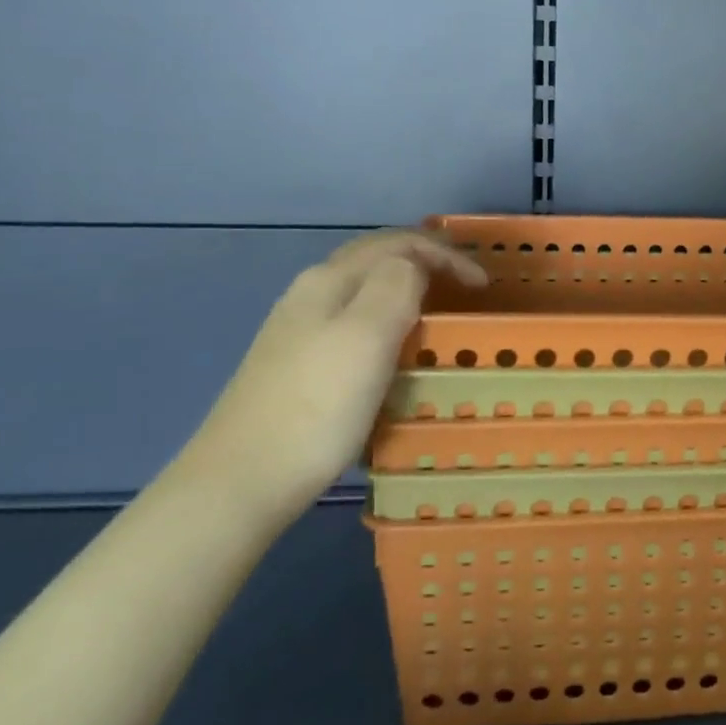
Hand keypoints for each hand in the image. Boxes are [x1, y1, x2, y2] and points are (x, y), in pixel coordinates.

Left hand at [184, 229, 486, 515]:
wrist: (242, 481)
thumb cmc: (317, 406)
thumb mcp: (368, 335)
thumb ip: (397, 284)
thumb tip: (414, 266)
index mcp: (330, 280)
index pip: (398, 243)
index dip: (446, 255)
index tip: (483, 286)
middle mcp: (311, 294)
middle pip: (377, 259)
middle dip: (426, 262)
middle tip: (466, 289)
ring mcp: (300, 330)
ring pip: (365, 291)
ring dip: (407, 291)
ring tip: (440, 314)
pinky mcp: (297, 365)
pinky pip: (355, 324)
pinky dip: (388, 321)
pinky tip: (396, 350)